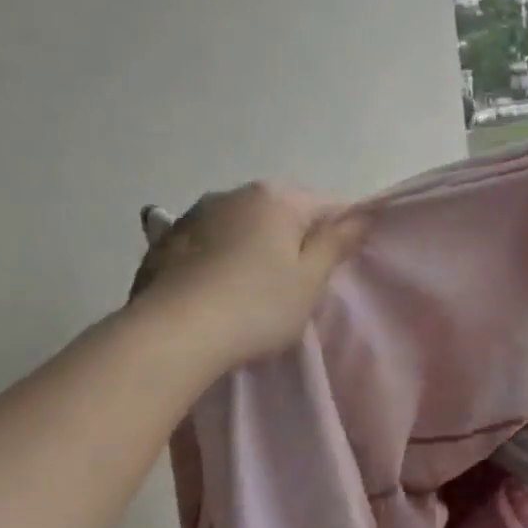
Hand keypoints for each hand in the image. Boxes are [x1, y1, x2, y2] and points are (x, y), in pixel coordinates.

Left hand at [130, 183, 367, 365]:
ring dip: (256, 246)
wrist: (172, 334)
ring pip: (243, 225)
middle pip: (283, 212)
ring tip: (256, 287)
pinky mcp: (164, 241)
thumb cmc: (257, 305)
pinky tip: (219, 290)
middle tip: (301, 282)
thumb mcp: (311, 279)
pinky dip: (221, 258)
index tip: (341, 266)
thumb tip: (362, 216)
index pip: (329, 204)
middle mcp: (234, 193)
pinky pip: (209, 243)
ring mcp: (193, 214)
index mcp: (277, 197)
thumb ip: (338, 243)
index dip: (343, 232)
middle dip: (297, 238)